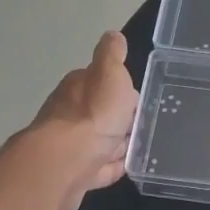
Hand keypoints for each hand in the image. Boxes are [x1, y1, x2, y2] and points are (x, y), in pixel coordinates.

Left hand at [29, 32, 139, 209]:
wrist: (65, 164)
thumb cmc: (93, 115)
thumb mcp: (110, 75)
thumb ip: (112, 55)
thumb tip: (112, 36)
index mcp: (78, 87)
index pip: (101, 82)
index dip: (120, 88)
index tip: (138, 98)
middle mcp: (69, 114)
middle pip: (99, 113)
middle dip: (118, 118)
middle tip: (143, 123)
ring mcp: (70, 146)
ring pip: (99, 141)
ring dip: (116, 143)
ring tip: (139, 146)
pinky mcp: (74, 173)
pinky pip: (99, 167)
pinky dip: (111, 166)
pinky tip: (125, 168)